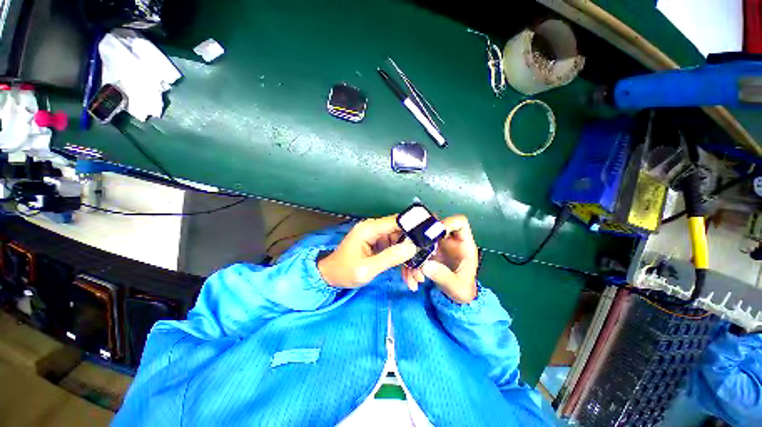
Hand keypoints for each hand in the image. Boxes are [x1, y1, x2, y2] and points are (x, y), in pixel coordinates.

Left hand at [318, 215, 416, 287]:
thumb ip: (390, 257)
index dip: (416, 226)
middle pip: (402, 234)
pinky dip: (402, 262)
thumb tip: (413, 247)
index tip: (432, 237)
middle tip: (425, 266)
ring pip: (401, 244)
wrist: (330, 278)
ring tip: (417, 279)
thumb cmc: (344, 272)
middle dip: (414, 251)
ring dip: (410, 260)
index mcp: (370, 228)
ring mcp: (377, 237)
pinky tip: (408, 278)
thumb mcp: (367, 269)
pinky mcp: (379, 245)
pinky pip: (395, 250)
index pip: (398, 221)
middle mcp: (375, 228)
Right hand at [403, 215, 478, 303]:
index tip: (433, 234)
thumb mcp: (457, 286)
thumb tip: (425, 266)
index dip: (447, 223)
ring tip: (415, 277)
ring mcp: (436, 246)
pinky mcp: (426, 254)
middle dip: (421, 238)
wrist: (457, 297)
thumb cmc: (463, 289)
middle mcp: (448, 241)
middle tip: (412, 251)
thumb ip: (444, 276)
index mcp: (462, 244)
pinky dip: (410, 265)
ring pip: (420, 240)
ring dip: (412, 256)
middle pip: (433, 227)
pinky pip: (415, 253)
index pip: (459, 222)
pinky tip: (411, 280)